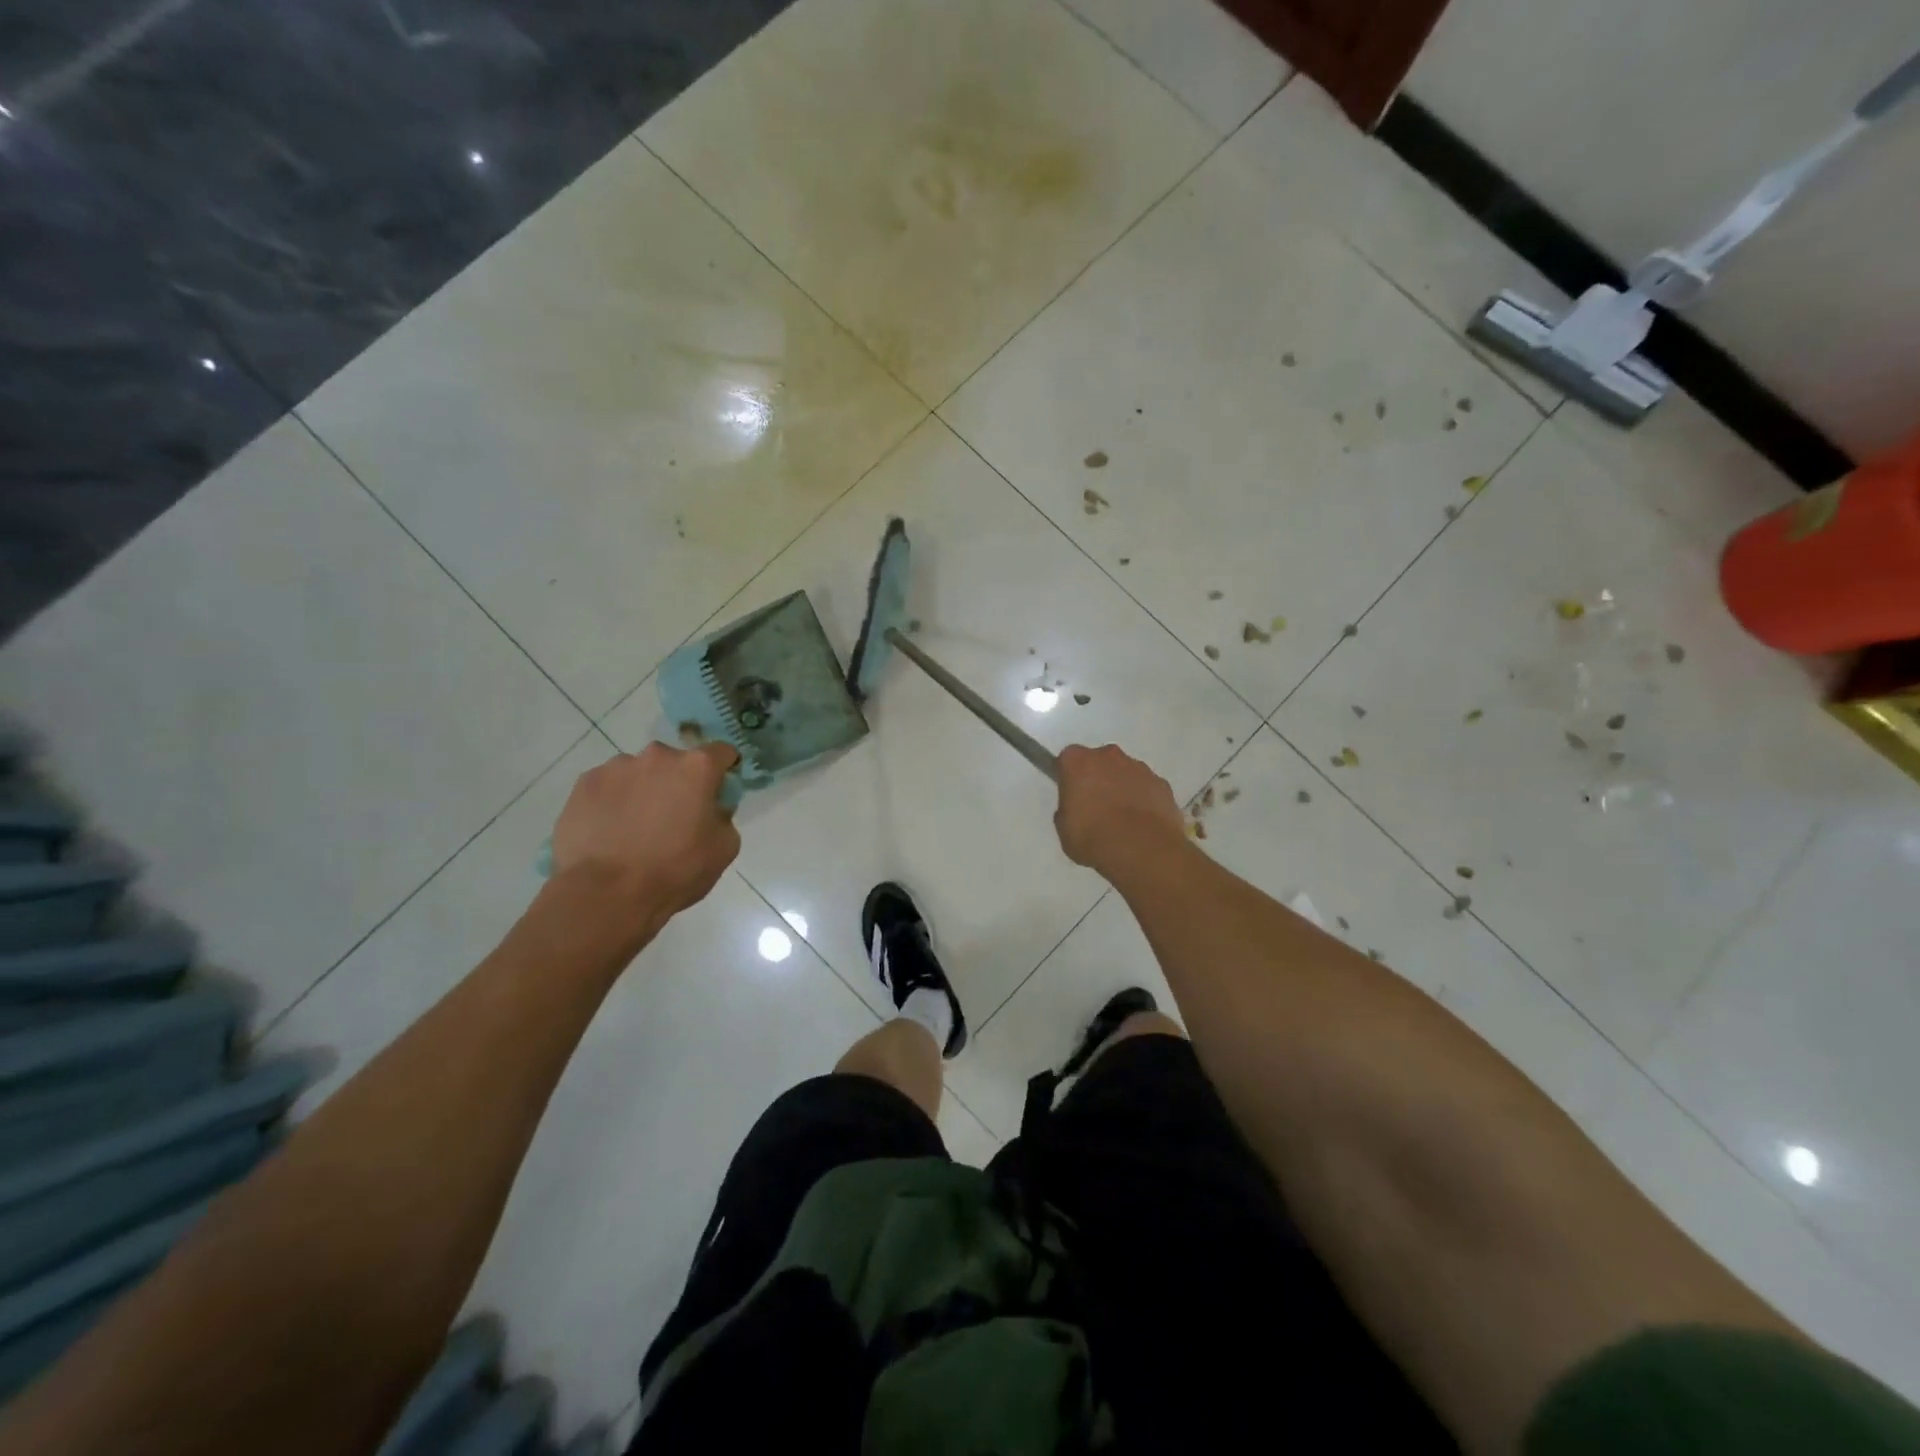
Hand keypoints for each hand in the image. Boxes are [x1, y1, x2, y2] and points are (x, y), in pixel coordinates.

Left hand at [549, 743, 740, 925]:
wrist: (606, 894)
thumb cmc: (675, 870)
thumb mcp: (724, 848)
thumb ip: (723, 816)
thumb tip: (710, 809)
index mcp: (697, 767)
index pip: (722, 752)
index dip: (724, 770)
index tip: (719, 790)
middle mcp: (657, 756)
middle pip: (676, 762)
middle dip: (678, 782)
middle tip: (673, 817)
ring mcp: (616, 767)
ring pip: (638, 773)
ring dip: (643, 790)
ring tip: (634, 829)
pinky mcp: (584, 784)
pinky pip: (607, 787)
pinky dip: (612, 802)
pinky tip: (609, 832)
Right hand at [1054, 744, 1187, 880]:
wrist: (1143, 850)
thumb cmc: (1094, 838)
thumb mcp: (1065, 830)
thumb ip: (1067, 812)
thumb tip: (1075, 810)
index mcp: (1078, 762)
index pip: (1068, 759)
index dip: (1069, 776)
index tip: (1071, 794)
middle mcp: (1108, 756)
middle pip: (1099, 761)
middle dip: (1097, 777)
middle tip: (1095, 806)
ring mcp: (1139, 767)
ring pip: (1125, 772)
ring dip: (1122, 787)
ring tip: (1122, 819)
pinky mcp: (1162, 783)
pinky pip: (1147, 787)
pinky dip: (1144, 799)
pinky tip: (1143, 824)